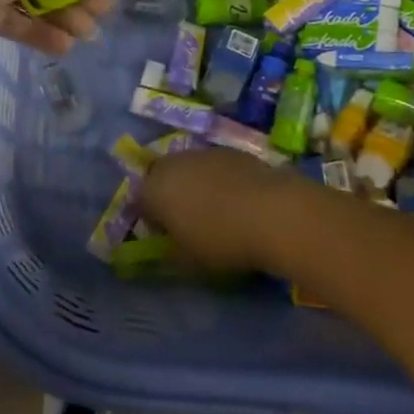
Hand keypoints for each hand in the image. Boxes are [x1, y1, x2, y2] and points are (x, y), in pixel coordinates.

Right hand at [139, 148, 301, 273]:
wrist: (272, 212)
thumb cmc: (220, 240)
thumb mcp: (189, 262)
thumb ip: (171, 254)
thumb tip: (169, 250)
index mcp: (154, 188)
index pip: (141, 201)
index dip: (152, 220)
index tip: (168, 237)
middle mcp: (174, 163)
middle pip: (163, 177)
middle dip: (171, 196)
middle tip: (189, 221)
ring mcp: (204, 153)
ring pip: (191, 169)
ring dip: (197, 185)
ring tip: (218, 211)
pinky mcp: (233, 151)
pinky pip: (217, 167)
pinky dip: (222, 181)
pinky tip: (240, 202)